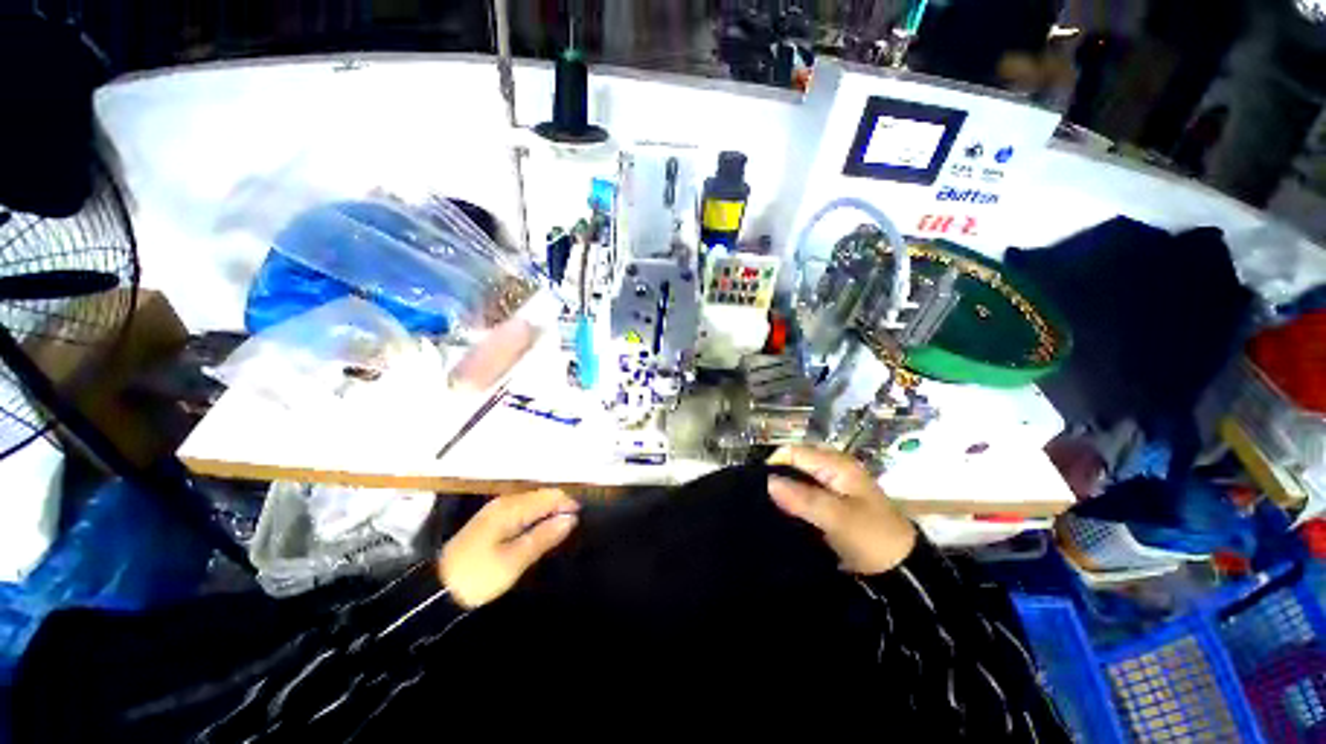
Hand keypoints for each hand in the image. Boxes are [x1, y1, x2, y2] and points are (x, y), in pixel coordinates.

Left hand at [439, 489, 578, 608]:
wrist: (435, 592)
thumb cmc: (478, 576)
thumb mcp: (515, 560)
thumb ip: (544, 536)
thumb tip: (571, 518)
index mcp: (511, 508)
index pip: (548, 496)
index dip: (568, 503)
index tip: (583, 516)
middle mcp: (505, 502)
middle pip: (540, 495)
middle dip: (560, 505)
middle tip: (576, 523)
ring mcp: (496, 510)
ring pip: (532, 502)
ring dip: (548, 511)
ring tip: (563, 526)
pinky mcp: (491, 521)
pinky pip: (522, 510)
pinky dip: (536, 516)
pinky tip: (541, 528)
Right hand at [768, 446, 916, 574]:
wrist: (902, 572)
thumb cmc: (872, 538)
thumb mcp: (838, 518)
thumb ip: (803, 498)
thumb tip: (768, 482)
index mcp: (837, 465)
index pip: (794, 452)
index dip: (774, 464)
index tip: (756, 485)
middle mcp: (833, 469)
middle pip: (795, 462)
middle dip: (776, 475)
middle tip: (759, 496)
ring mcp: (833, 485)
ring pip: (799, 478)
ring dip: (784, 489)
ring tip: (765, 505)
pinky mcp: (832, 503)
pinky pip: (805, 493)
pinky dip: (792, 500)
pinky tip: (781, 513)